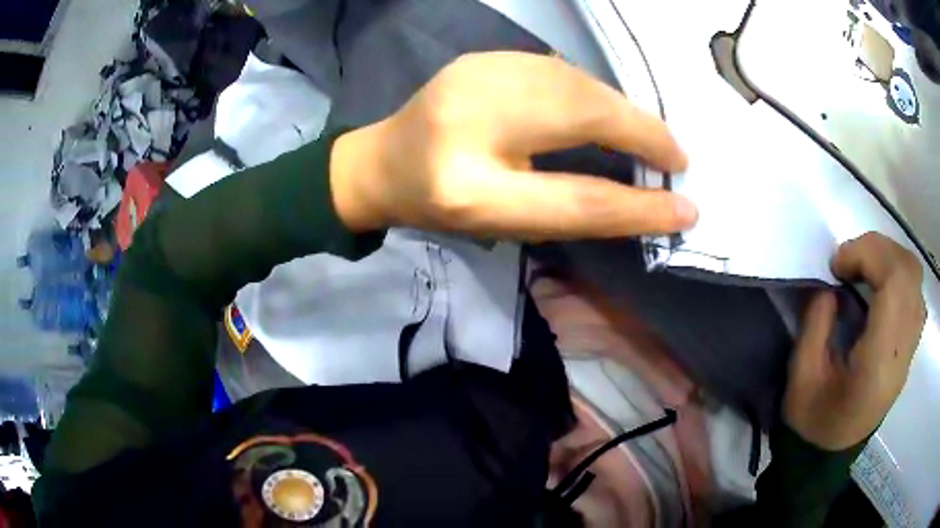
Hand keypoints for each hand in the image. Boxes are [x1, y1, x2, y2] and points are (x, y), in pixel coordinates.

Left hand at [329, 51, 696, 239]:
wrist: (383, 161)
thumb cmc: (443, 205)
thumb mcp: (503, 224)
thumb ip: (570, 210)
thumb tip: (645, 201)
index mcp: (468, 190)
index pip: (574, 199)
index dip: (637, 207)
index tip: (686, 209)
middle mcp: (468, 122)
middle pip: (582, 117)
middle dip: (642, 133)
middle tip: (676, 158)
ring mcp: (473, 76)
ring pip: (576, 83)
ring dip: (621, 109)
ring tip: (649, 136)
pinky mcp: (481, 57)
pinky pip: (557, 69)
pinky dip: (593, 90)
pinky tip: (604, 108)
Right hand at [784, 232, 925, 449]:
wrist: (828, 456)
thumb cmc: (811, 422)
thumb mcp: (801, 377)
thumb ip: (816, 323)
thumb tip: (831, 286)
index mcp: (877, 366)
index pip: (894, 284)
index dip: (868, 255)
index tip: (838, 263)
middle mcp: (902, 355)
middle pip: (909, 273)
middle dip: (879, 249)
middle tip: (849, 259)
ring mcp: (909, 352)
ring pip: (915, 279)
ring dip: (889, 258)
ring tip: (863, 267)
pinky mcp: (909, 350)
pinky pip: (914, 294)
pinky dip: (897, 275)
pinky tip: (878, 285)